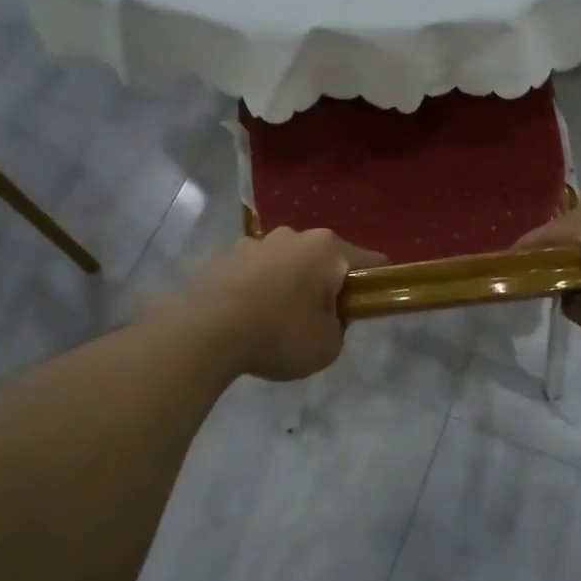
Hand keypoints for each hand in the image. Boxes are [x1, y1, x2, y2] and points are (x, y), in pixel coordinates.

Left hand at [168, 228, 386, 380]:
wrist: (204, 331)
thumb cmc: (279, 334)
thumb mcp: (328, 345)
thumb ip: (339, 327)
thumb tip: (328, 315)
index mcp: (327, 249)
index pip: (370, 261)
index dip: (376, 285)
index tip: (369, 308)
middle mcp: (293, 235)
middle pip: (324, 259)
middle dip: (325, 285)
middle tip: (318, 321)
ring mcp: (255, 242)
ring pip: (286, 263)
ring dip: (288, 285)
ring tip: (274, 323)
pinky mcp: (224, 256)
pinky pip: (254, 272)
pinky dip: (257, 289)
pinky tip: (246, 319)